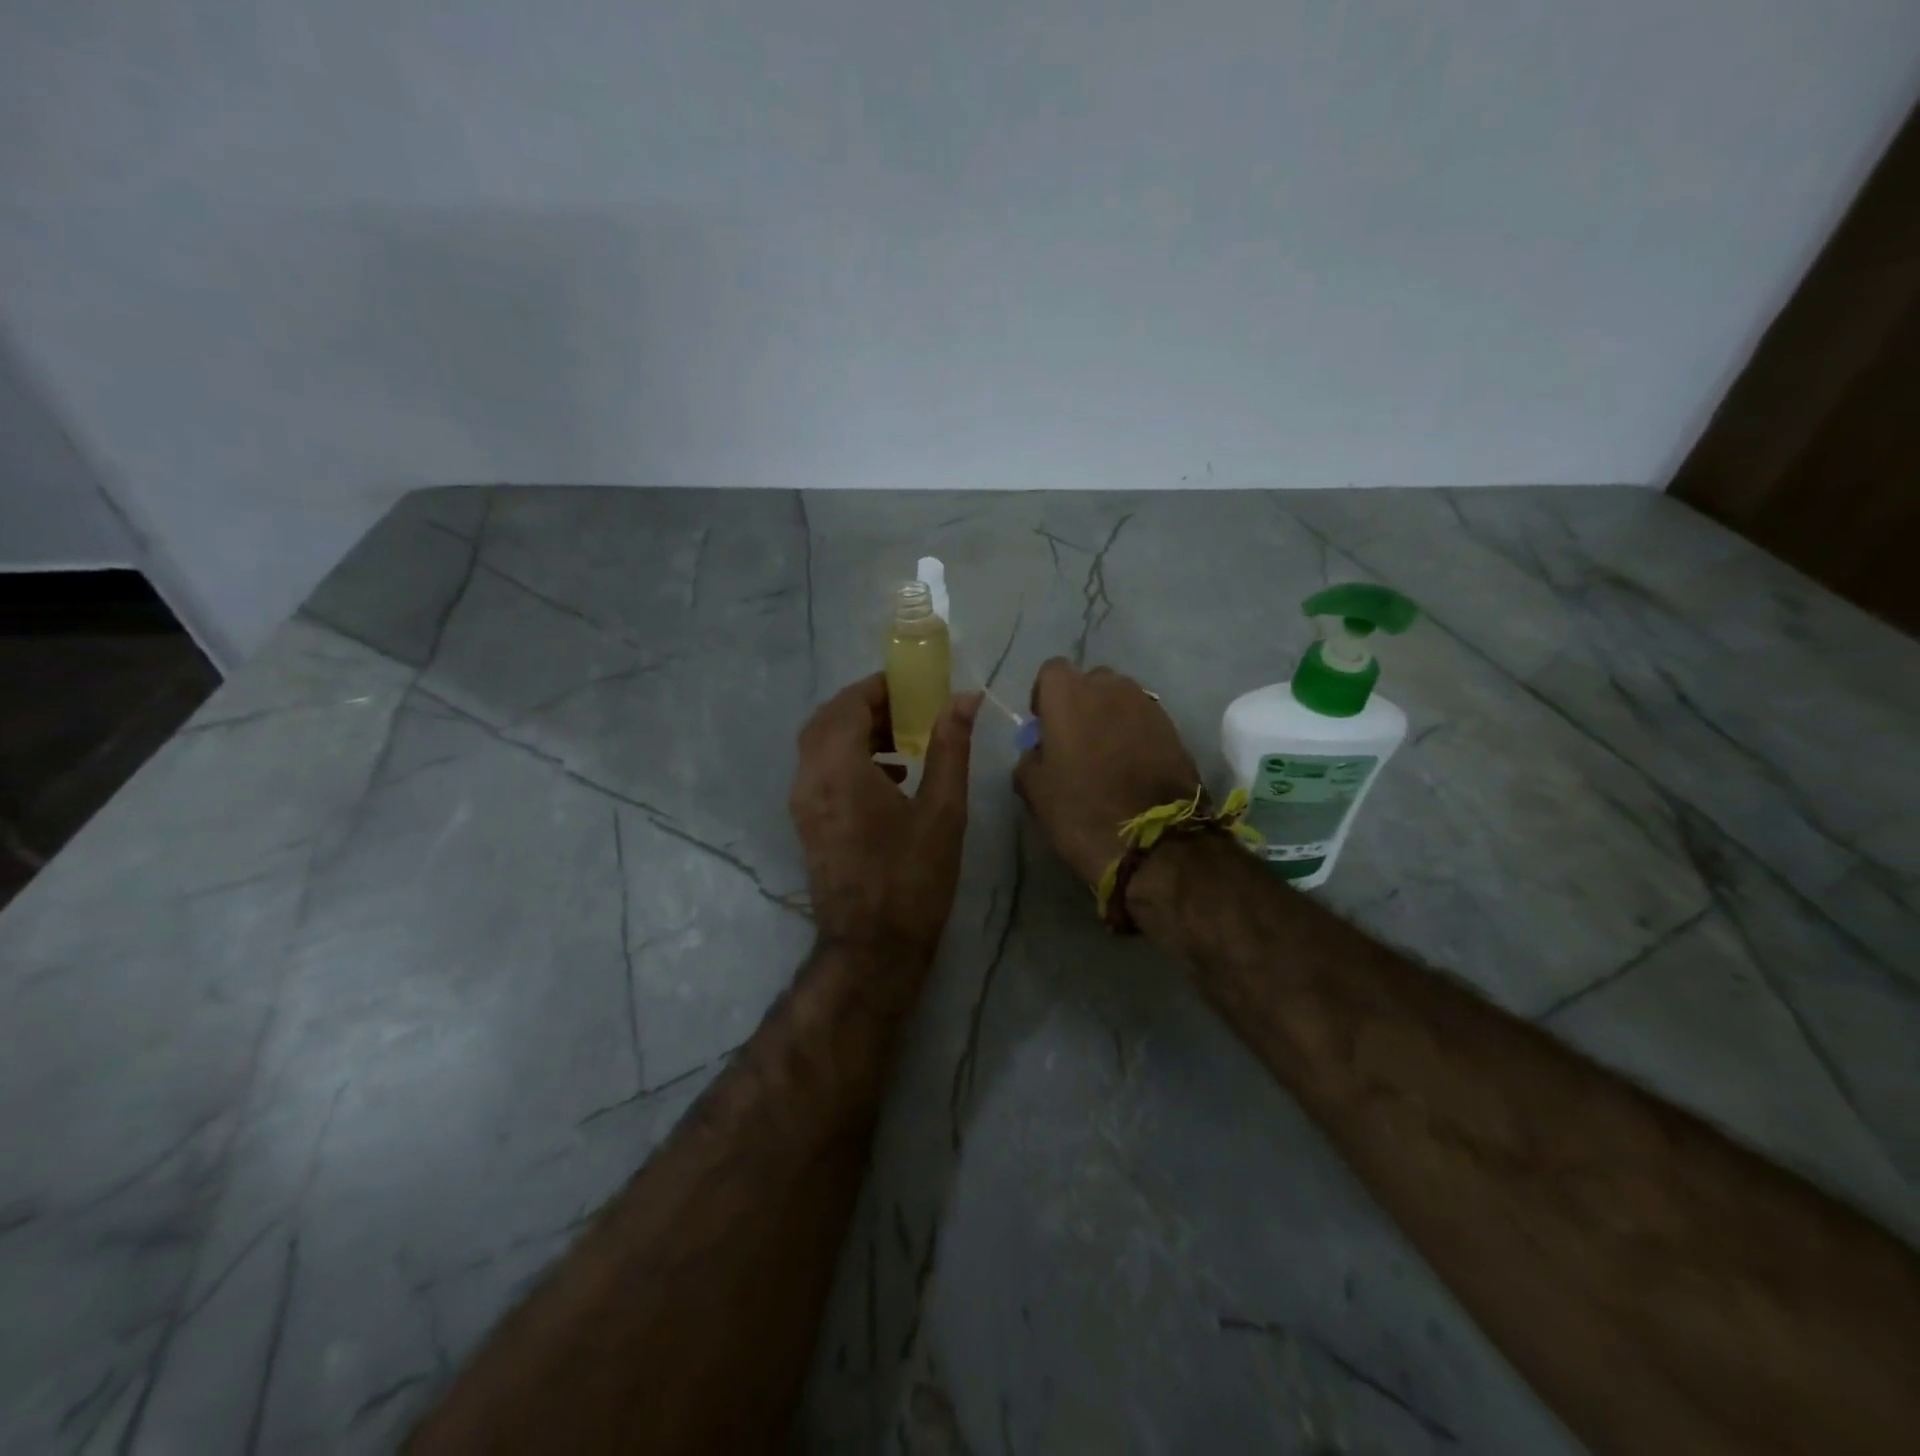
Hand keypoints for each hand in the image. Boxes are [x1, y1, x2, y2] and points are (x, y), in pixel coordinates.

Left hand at [790, 674, 981, 958]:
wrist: (873, 946)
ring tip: (904, 741)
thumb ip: (950, 746)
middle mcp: (810, 778)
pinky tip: (890, 776)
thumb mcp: (943, 809)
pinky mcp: (806, 822)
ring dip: (856, 731)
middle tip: (908, 709)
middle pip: (828, 719)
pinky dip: (848, 757)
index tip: (912, 687)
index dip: (878, 688)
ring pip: (820, 744)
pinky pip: (819, 770)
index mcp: (839, 768)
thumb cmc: (913, 876)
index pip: (849, 704)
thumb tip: (964, 698)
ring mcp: (802, 802)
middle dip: (866, 706)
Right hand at [1014, 659, 1203, 885]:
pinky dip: (1134, 733)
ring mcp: (1146, 705)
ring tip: (1106, 754)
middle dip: (1081, 703)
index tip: (1045, 725)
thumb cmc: (1083, 812)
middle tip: (1076, 740)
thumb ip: (1029, 760)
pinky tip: (1131, 765)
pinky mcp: (1173, 727)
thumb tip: (1037, 752)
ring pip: (1120, 698)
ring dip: (1110, 716)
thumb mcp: (1036, 792)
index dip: (1045, 696)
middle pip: (1090, 681)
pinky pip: (1144, 719)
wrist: (1155, 841)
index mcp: (1069, 695)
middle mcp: (1110, 687)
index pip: (1052, 671)